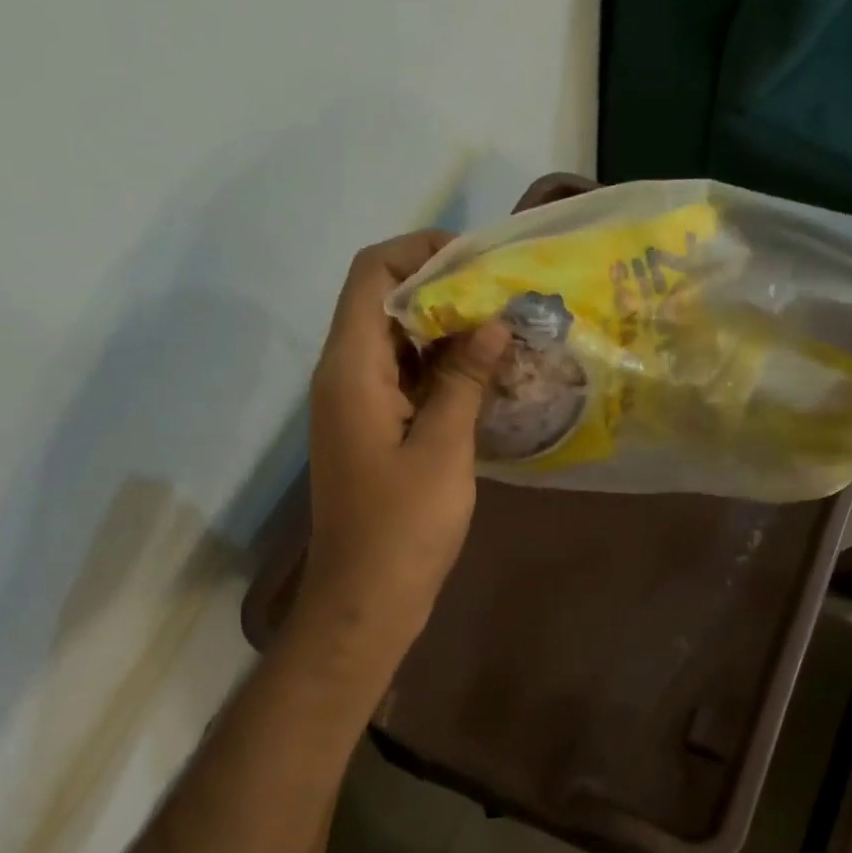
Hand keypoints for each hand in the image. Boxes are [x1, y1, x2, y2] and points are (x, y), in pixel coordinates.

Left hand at [298, 231, 507, 666]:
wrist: (366, 600)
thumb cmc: (403, 526)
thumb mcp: (443, 447)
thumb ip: (465, 379)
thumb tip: (492, 322)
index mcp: (351, 369)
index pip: (372, 276)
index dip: (419, 252)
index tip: (477, 258)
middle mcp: (345, 375)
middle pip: (385, 303)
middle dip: (443, 289)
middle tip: (506, 293)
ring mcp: (357, 403)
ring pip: (398, 341)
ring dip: (447, 329)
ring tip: (506, 327)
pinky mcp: (374, 429)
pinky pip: (406, 378)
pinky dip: (443, 367)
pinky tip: (489, 374)